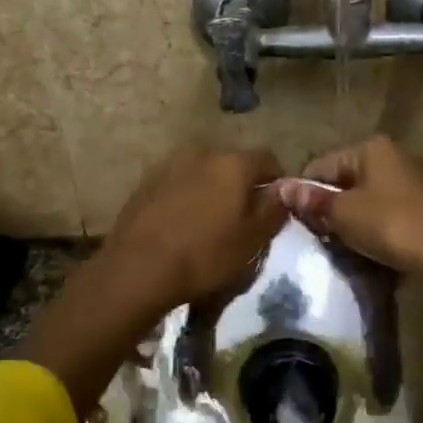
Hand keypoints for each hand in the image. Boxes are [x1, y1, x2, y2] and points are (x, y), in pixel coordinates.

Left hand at [99, 145, 287, 312]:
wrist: (138, 269)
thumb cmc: (205, 256)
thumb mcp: (252, 240)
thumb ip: (274, 209)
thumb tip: (285, 190)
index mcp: (233, 163)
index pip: (268, 159)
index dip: (277, 182)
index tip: (275, 207)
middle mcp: (202, 153)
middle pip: (233, 163)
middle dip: (242, 185)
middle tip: (242, 217)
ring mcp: (170, 164)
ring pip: (203, 172)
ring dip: (212, 189)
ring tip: (209, 221)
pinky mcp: (146, 181)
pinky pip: (178, 183)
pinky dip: (186, 196)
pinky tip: (181, 223)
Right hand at [277, 136, 422, 276]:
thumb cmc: (388, 225)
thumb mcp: (342, 213)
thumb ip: (312, 200)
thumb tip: (281, 187)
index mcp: (371, 147)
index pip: (322, 165)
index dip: (305, 192)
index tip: (298, 220)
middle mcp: (393, 155)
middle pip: (345, 179)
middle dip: (330, 205)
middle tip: (320, 234)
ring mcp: (412, 179)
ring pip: (365, 196)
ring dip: (351, 217)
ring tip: (343, 242)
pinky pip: (385, 209)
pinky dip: (373, 224)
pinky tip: (369, 244)